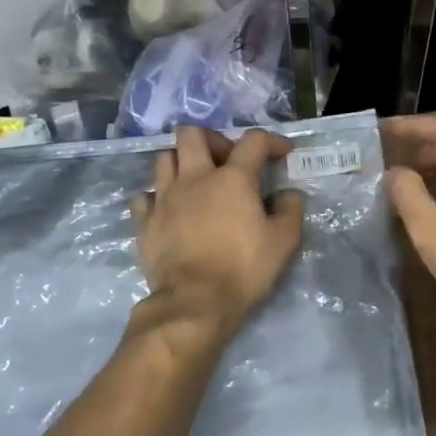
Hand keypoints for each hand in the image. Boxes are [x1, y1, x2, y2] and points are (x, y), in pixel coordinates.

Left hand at [131, 127, 303, 336]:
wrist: (194, 302)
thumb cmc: (244, 269)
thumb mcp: (284, 241)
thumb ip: (290, 209)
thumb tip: (288, 193)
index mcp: (232, 178)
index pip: (253, 141)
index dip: (271, 141)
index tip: (282, 153)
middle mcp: (195, 178)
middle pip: (192, 134)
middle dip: (212, 139)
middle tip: (226, 161)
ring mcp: (164, 198)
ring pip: (165, 158)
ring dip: (182, 163)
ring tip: (196, 182)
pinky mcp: (144, 221)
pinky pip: (145, 195)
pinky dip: (157, 196)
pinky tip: (169, 209)